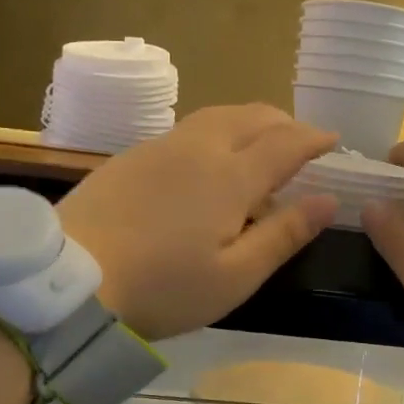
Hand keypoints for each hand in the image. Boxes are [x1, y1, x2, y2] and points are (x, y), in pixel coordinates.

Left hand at [57, 104, 339, 339]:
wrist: (69, 280)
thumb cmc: (163, 287)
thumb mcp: (235, 276)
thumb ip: (284, 234)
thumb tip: (328, 200)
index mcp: (231, 176)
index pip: (286, 142)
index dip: (315, 138)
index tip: (334, 141)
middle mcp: (199, 148)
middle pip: (252, 116)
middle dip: (285, 123)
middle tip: (302, 142)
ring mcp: (160, 147)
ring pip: (217, 115)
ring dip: (249, 121)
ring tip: (260, 144)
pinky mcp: (130, 156)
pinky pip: (187, 129)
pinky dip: (216, 132)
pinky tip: (208, 161)